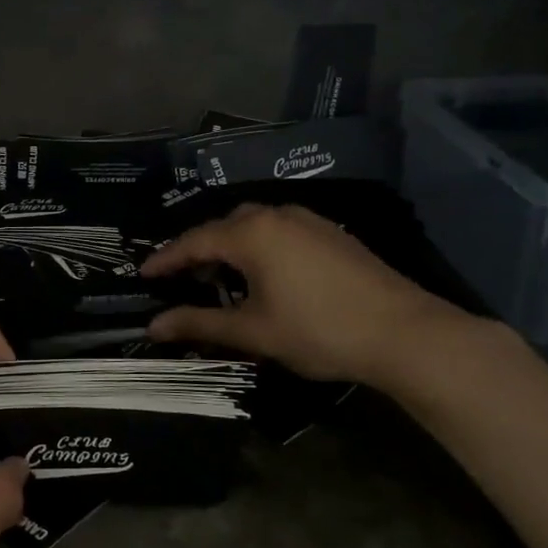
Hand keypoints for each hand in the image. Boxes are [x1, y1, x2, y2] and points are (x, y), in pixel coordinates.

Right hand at [141, 203, 466, 386]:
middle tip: (182, 278)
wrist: (404, 332)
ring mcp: (308, 221)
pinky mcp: (331, 233)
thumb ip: (200, 324)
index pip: (194, 241)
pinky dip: (259, 248)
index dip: (166, 258)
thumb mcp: (253, 331)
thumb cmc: (318, 331)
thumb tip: (153, 327)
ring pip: (255, 226)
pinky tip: (264, 276)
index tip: (143, 273)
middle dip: (199, 251)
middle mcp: (276, 215)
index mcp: (251, 233)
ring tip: (220, 278)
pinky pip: (280, 231)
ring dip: (231, 248)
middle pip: (224, 227)